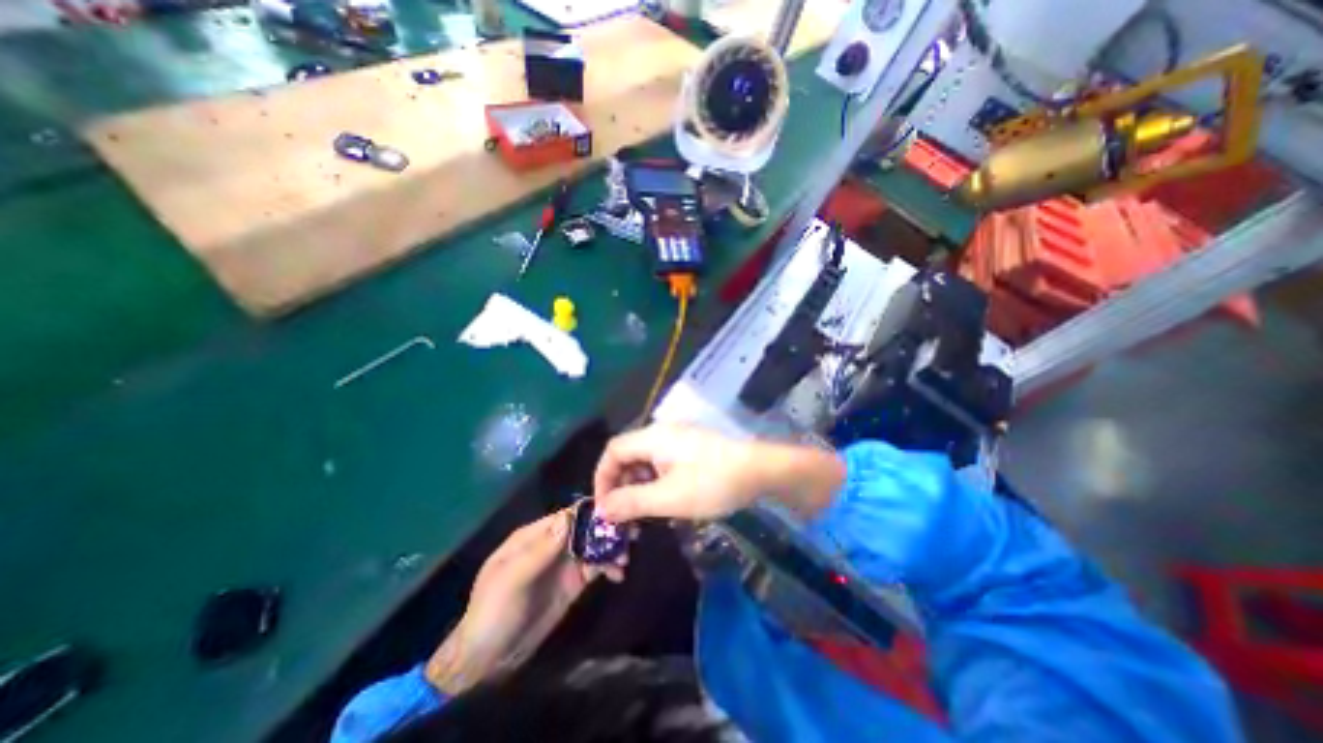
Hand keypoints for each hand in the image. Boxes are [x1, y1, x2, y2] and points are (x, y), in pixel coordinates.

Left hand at [426, 509, 627, 694]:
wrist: (486, 662)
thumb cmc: (492, 613)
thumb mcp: (511, 580)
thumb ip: (540, 550)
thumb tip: (568, 516)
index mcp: (534, 536)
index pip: (567, 515)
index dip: (591, 513)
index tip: (616, 514)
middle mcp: (552, 544)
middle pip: (585, 528)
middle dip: (607, 529)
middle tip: (630, 535)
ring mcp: (563, 564)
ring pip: (594, 545)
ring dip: (611, 547)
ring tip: (625, 559)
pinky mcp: (573, 583)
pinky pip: (596, 566)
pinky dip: (609, 566)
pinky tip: (619, 574)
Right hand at [593, 426, 841, 524]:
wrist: (761, 471)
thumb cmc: (713, 482)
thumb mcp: (669, 497)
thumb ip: (631, 502)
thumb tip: (601, 510)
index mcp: (652, 437)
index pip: (612, 451)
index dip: (602, 478)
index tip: (604, 509)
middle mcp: (661, 433)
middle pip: (628, 456)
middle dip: (621, 488)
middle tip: (624, 519)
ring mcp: (678, 440)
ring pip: (645, 462)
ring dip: (638, 489)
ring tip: (643, 517)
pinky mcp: (690, 449)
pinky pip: (661, 464)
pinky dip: (655, 484)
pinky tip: (663, 504)